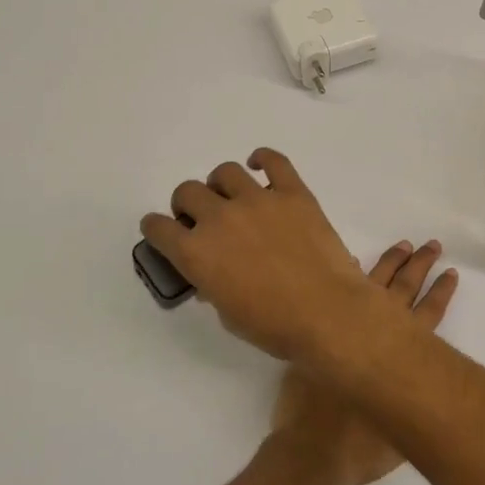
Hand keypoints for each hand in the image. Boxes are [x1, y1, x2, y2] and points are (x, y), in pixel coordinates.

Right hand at [141, 149, 441, 370]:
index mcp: (195, 253)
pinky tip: (259, 166)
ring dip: (221, 185)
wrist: (328, 313)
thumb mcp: (228, 314)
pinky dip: (263, 159)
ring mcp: (257, 200)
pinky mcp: (293, 193)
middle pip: (188, 192)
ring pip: (225, 172)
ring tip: (231, 197)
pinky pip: (274, 161)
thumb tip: (213, 275)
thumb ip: (213, 286)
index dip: (157, 228)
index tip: (163, 230)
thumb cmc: (275, 326)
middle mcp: (219, 218)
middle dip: (188, 205)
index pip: (159, 228)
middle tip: (201, 218)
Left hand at [271, 239, 456, 484]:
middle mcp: (375, 335)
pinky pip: (331, 293)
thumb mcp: (404, 432)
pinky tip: (351, 261)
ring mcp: (343, 330)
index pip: (427, 315)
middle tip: (432, 245)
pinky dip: (345, 276)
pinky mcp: (316, 336)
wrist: (312, 453)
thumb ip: (415, 404)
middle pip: (403, 291)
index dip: (440, 293)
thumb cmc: (362, 449)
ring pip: (371, 284)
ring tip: (402, 246)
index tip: (451, 272)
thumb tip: (427, 392)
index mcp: (400, 356)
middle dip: (419, 266)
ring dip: (389, 263)